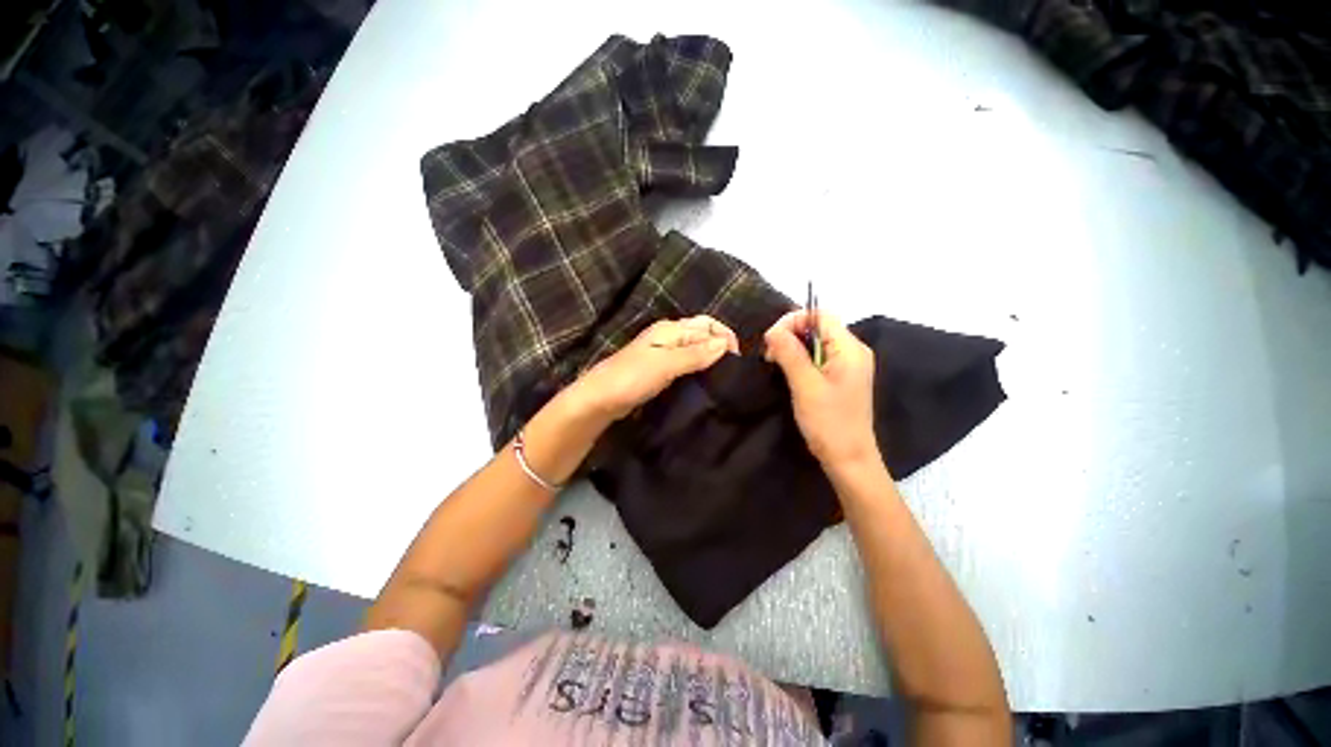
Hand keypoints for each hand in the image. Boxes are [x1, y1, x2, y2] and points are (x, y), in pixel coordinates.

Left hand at [574, 316, 739, 420]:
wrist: (600, 400)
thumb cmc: (631, 378)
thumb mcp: (666, 365)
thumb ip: (695, 354)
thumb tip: (725, 344)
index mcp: (670, 329)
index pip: (707, 324)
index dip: (725, 336)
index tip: (737, 360)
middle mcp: (668, 336)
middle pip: (702, 334)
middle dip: (720, 345)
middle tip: (733, 369)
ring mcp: (663, 353)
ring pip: (695, 349)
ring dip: (710, 357)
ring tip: (724, 375)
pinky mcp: (660, 369)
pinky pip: (686, 363)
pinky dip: (699, 367)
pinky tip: (705, 380)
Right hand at [764, 309, 878, 472]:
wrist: (848, 458)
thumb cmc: (828, 422)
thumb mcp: (805, 385)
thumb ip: (790, 353)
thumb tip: (772, 330)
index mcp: (850, 348)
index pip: (820, 315)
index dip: (793, 321)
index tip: (770, 340)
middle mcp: (852, 351)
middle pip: (818, 327)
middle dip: (790, 335)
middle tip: (770, 356)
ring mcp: (848, 365)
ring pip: (815, 343)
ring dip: (792, 348)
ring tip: (776, 364)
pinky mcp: (841, 377)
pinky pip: (818, 357)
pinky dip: (800, 360)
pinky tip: (788, 373)